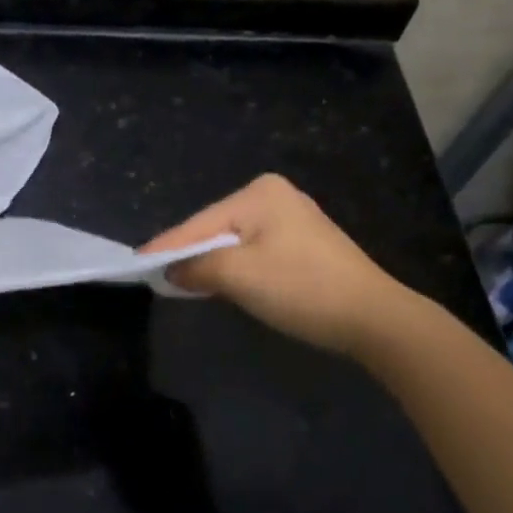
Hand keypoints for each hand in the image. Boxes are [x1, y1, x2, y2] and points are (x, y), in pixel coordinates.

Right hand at [140, 174, 408, 354]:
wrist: (376, 319)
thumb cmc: (302, 288)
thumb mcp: (239, 277)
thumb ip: (196, 267)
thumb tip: (171, 271)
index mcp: (259, 193)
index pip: (198, 223)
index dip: (167, 247)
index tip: (135, 263)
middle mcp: (274, 195)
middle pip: (215, 229)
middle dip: (191, 254)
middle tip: (157, 277)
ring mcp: (293, 218)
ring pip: (235, 242)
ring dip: (213, 263)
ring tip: (183, 281)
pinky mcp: (305, 243)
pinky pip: (255, 250)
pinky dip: (237, 268)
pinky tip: (225, 283)